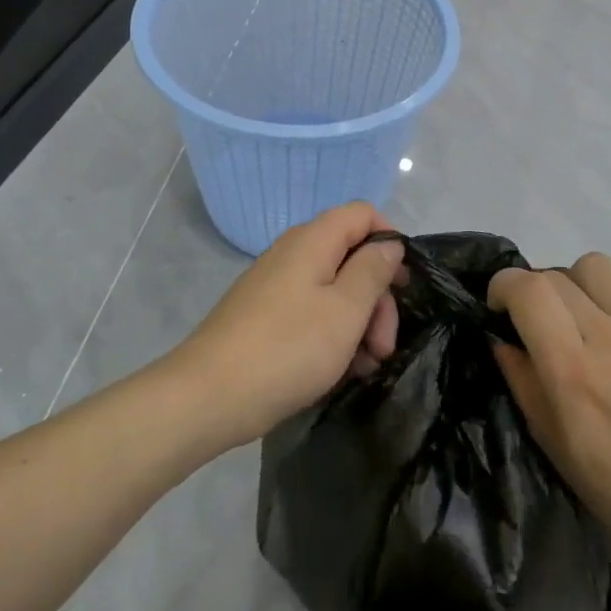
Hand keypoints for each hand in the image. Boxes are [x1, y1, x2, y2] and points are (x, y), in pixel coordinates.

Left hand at [168, 202, 403, 450]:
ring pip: (333, 291)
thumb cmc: (288, 349)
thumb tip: (389, 242)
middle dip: (377, 298)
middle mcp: (292, 254)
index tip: (402, 283)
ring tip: (365, 367)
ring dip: (358, 324)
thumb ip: (373, 271)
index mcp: (313, 241)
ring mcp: (275, 286)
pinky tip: (339, 371)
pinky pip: (310, 313)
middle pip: (351, 256)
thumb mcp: (345, 311)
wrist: (208, 397)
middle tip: (384, 345)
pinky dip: (331, 336)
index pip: (362, 213)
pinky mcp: (264, 317)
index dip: (389, 240)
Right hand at [487, 254, 610, 566]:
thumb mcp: (550, 440)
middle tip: (542, 323)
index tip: (501, 309)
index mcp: (571, 370)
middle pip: (554, 276)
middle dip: (534, 292)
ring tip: (583, 313)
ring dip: (577, 283)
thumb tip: (500, 337)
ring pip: (595, 264)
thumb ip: (521, 380)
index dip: (503, 287)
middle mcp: (607, 337)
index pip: (527, 290)